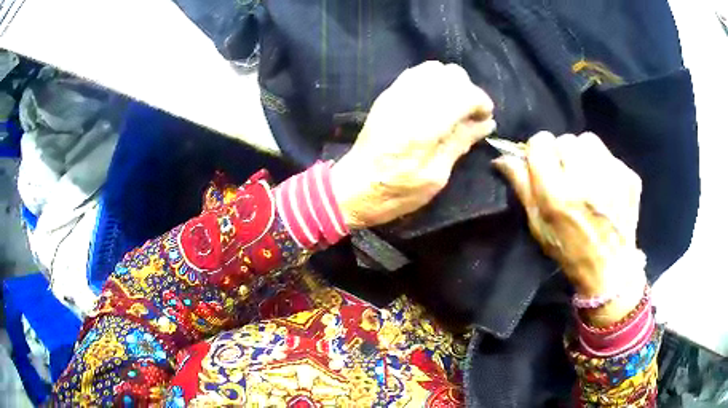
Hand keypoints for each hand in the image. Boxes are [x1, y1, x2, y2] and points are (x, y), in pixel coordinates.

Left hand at [332, 61, 495, 227]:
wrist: (353, 187)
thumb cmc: (396, 191)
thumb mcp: (436, 176)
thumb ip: (461, 142)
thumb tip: (486, 123)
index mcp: (426, 124)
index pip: (466, 93)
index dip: (482, 103)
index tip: (485, 119)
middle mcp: (412, 100)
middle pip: (452, 74)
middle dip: (468, 91)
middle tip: (470, 115)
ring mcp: (396, 93)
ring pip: (435, 68)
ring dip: (451, 84)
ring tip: (453, 107)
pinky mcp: (387, 94)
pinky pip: (416, 73)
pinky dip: (432, 81)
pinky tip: (434, 102)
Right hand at [493, 132, 645, 325]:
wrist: (610, 269)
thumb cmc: (568, 250)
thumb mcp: (538, 224)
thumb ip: (521, 186)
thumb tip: (503, 156)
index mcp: (557, 193)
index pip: (540, 142)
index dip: (538, 151)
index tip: (543, 164)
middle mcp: (584, 179)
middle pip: (565, 139)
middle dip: (563, 154)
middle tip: (568, 177)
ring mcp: (611, 175)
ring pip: (589, 141)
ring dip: (584, 155)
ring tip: (588, 179)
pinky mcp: (629, 177)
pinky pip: (609, 155)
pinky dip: (604, 166)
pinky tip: (606, 188)